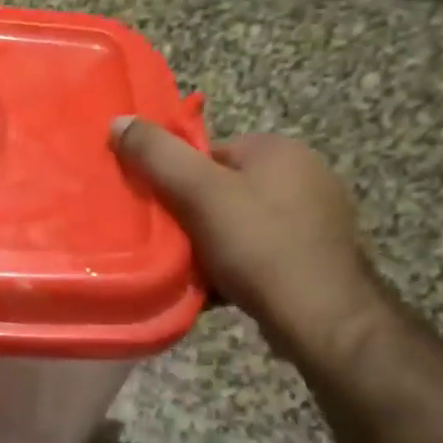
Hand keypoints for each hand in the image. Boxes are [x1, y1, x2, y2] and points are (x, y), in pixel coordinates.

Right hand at [111, 119, 384, 358]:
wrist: (323, 321)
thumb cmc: (260, 246)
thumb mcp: (199, 193)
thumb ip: (157, 155)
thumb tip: (119, 121)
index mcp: (279, 149)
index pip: (208, 152)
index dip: (176, 180)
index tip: (158, 211)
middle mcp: (304, 175)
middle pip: (222, 189)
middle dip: (193, 216)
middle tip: (170, 243)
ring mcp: (316, 219)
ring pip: (239, 224)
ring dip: (211, 245)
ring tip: (191, 270)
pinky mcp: (317, 257)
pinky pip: (260, 252)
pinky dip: (236, 266)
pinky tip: (219, 287)